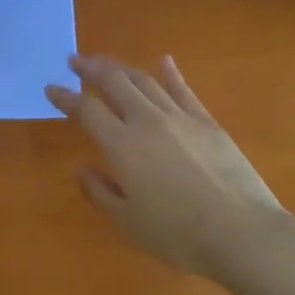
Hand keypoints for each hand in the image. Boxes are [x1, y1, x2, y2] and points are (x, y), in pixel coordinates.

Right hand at [45, 53, 294, 281]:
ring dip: (122, 68)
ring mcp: (180, 118)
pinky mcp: (208, 123)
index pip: (86, 111)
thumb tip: (82, 168)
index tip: (51, 88)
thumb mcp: (128, 223)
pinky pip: (184, 91)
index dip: (66, 97)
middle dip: (91, 69)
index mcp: (122, 145)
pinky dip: (171, 74)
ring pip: (145, 82)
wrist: (242, 232)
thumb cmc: (178, 235)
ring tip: (106, 62)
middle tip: (75, 60)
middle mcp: (147, 121)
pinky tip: (164, 62)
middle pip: (114, 83)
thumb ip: (100, 192)